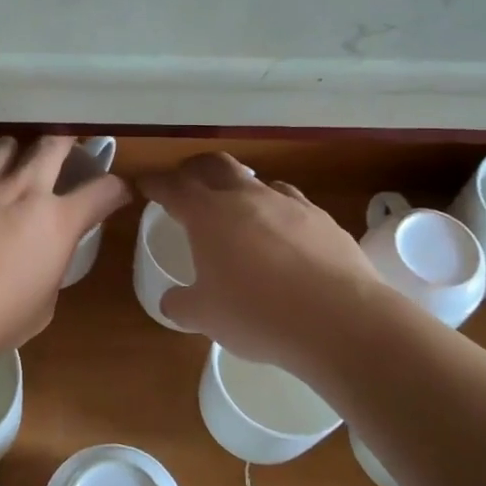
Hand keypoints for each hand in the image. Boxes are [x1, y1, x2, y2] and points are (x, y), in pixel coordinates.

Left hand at [0, 136, 131, 357]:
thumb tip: (43, 261)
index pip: (103, 191)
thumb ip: (49, 273)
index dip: (116, 189)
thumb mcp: (41, 307)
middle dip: (69, 140)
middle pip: (55, 144)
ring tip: (17, 156)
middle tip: (70, 144)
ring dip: (20, 147)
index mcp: (58, 222)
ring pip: (9, 141)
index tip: (117, 192)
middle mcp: (26, 190)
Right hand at [139, 153, 385, 371]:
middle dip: (195, 170)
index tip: (145, 184)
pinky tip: (281, 235)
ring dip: (239, 188)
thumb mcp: (206, 317)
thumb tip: (172, 302)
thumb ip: (182, 305)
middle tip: (186, 183)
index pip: (173, 186)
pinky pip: (291, 203)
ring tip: (236, 210)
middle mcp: (247, 197)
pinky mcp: (323, 219)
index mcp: (209, 214)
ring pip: (257, 181)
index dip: (155, 183)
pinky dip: (276, 211)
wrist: (340, 319)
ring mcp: (289, 204)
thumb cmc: (258, 314)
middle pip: (215, 165)